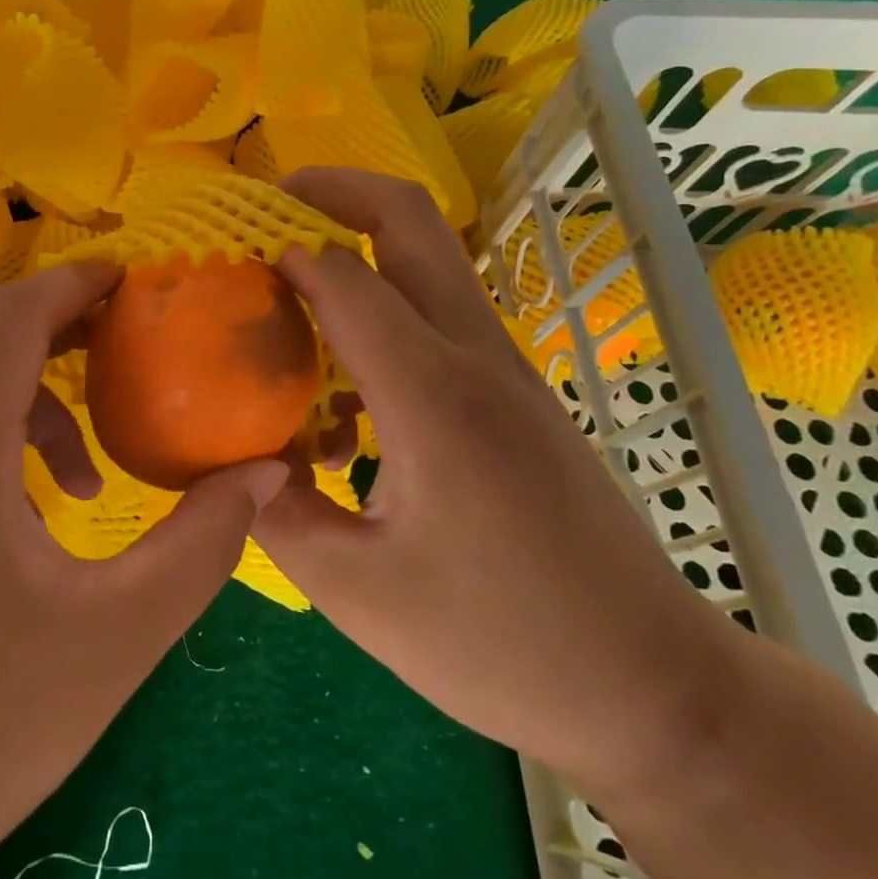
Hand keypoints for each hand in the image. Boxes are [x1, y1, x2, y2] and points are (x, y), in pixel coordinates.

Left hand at [0, 262, 287, 878]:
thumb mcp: (115, 637)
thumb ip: (201, 545)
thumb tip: (263, 476)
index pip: (12, 315)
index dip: (73, 285)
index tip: (127, 283)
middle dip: (56, 338)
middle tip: (124, 361)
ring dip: (21, 401)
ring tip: (79, 481)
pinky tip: (10, 515)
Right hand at [253, 168, 747, 798]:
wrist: (655, 688)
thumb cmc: (501, 646)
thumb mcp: (356, 592)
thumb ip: (274, 510)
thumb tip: (222, 458)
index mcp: (432, 396)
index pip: (343, 278)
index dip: (278, 254)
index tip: (225, 260)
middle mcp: (474, 356)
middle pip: (409, 220)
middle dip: (332, 190)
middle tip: (265, 204)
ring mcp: (505, 367)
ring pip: (428, 257)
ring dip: (357, 240)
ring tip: (288, 277)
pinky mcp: (515, 390)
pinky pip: (437, 310)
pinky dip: (381, 299)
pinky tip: (342, 376)